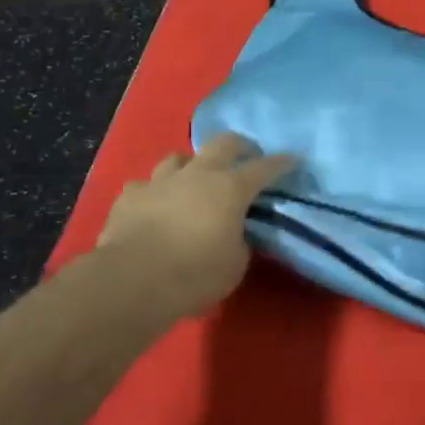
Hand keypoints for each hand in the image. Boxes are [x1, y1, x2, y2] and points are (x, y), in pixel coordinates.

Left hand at [94, 134, 294, 322]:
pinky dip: (153, 192)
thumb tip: (234, 234)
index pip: (265, 168)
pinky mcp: (129, 197)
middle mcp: (198, 175)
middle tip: (246, 156)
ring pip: (179, 158)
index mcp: (231, 189)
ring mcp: (160, 181)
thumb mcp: (235, 265)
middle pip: (224, 143)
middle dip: (240, 146)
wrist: (132, 281)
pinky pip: (144, 185)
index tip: (294, 159)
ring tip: (194, 180)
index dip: (282, 163)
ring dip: (191, 166)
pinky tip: (154, 204)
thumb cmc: (194, 274)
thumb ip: (239, 241)